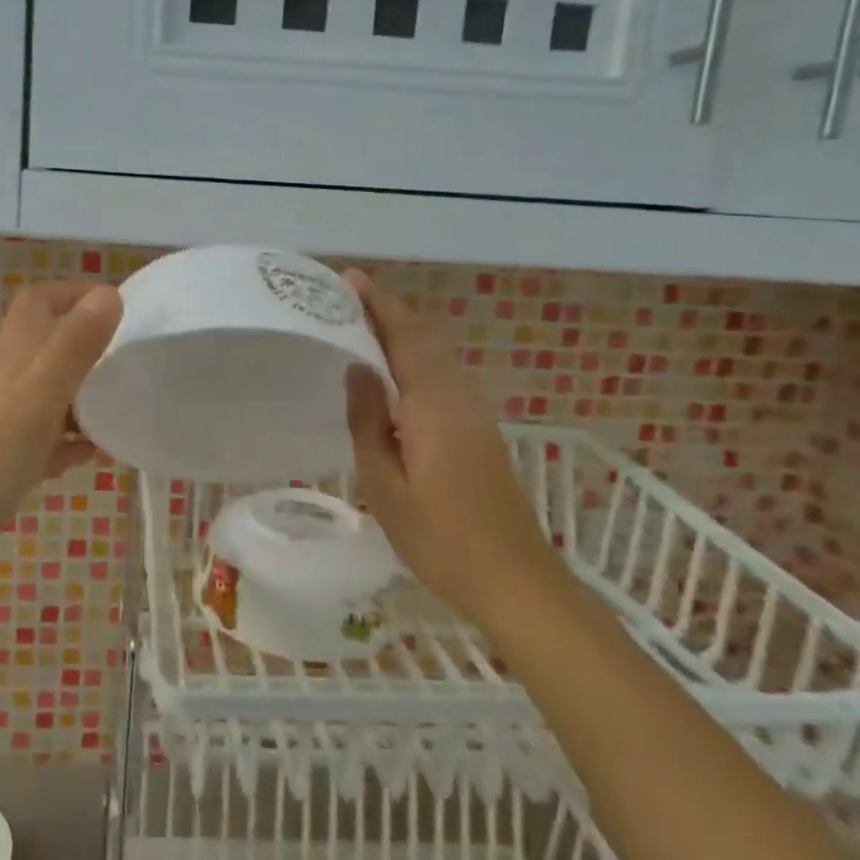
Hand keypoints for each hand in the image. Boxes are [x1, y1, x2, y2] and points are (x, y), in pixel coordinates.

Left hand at [0, 280, 122, 556]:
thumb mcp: (39, 397)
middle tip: (129, 364)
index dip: (74, 293)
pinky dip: (65, 439)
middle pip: (44, 348)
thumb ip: (73, 348)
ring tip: (119, 412)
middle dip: (86, 348)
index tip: (116, 306)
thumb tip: (107, 293)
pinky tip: (89, 456)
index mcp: (11, 359)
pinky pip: (38, 437)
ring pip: (44, 394)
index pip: (38, 303)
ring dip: (80, 396)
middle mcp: (0, 381)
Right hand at [342, 271, 559, 619]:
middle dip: (388, 312)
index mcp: (434, 406)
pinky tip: (392, 375)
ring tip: (361, 327)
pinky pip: (442, 377)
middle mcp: (459, 397)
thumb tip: (357, 368)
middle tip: (346, 299)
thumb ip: (368, 422)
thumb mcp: (385, 485)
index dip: (378, 305)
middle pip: (424, 339)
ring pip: (436, 356)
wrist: (514, 580)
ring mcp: (474, 413)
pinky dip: (415, 359)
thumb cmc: (440, 538)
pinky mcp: (478, 431)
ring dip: (402, 334)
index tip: (348, 279)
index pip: (405, 338)